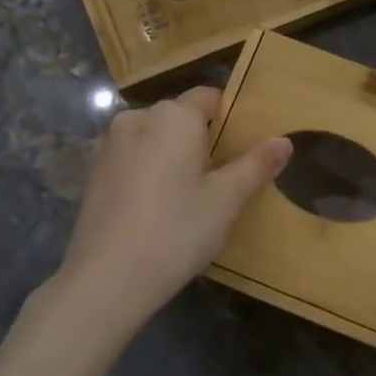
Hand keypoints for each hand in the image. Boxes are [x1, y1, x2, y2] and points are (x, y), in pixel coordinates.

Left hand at [46, 86, 291, 344]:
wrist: (106, 278)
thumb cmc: (176, 231)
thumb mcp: (226, 200)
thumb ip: (256, 165)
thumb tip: (284, 141)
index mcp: (174, 116)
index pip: (209, 97)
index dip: (229, 117)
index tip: (241, 148)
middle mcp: (137, 118)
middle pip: (178, 117)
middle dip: (199, 139)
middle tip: (219, 178)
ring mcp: (108, 144)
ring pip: (152, 138)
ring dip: (169, 155)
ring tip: (186, 195)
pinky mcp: (91, 172)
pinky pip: (130, 158)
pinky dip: (145, 171)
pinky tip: (153, 207)